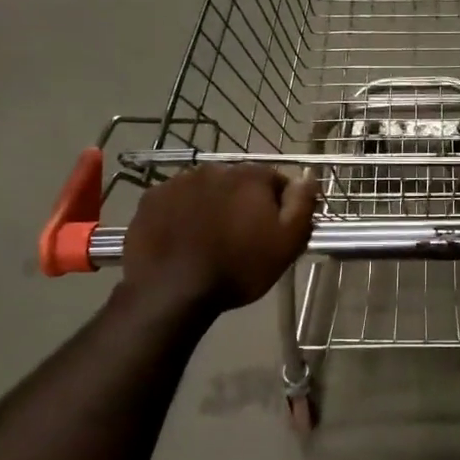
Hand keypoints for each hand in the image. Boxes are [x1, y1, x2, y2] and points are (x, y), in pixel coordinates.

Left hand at [122, 165, 315, 316]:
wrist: (171, 290)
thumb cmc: (238, 268)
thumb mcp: (287, 243)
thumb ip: (302, 204)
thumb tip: (308, 175)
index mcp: (251, 176)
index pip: (277, 181)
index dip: (280, 207)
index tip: (275, 232)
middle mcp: (214, 168)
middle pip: (239, 184)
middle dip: (244, 204)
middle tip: (242, 239)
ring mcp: (178, 181)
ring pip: (206, 191)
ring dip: (212, 207)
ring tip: (210, 240)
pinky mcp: (150, 199)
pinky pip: (176, 202)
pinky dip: (182, 214)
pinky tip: (183, 239)